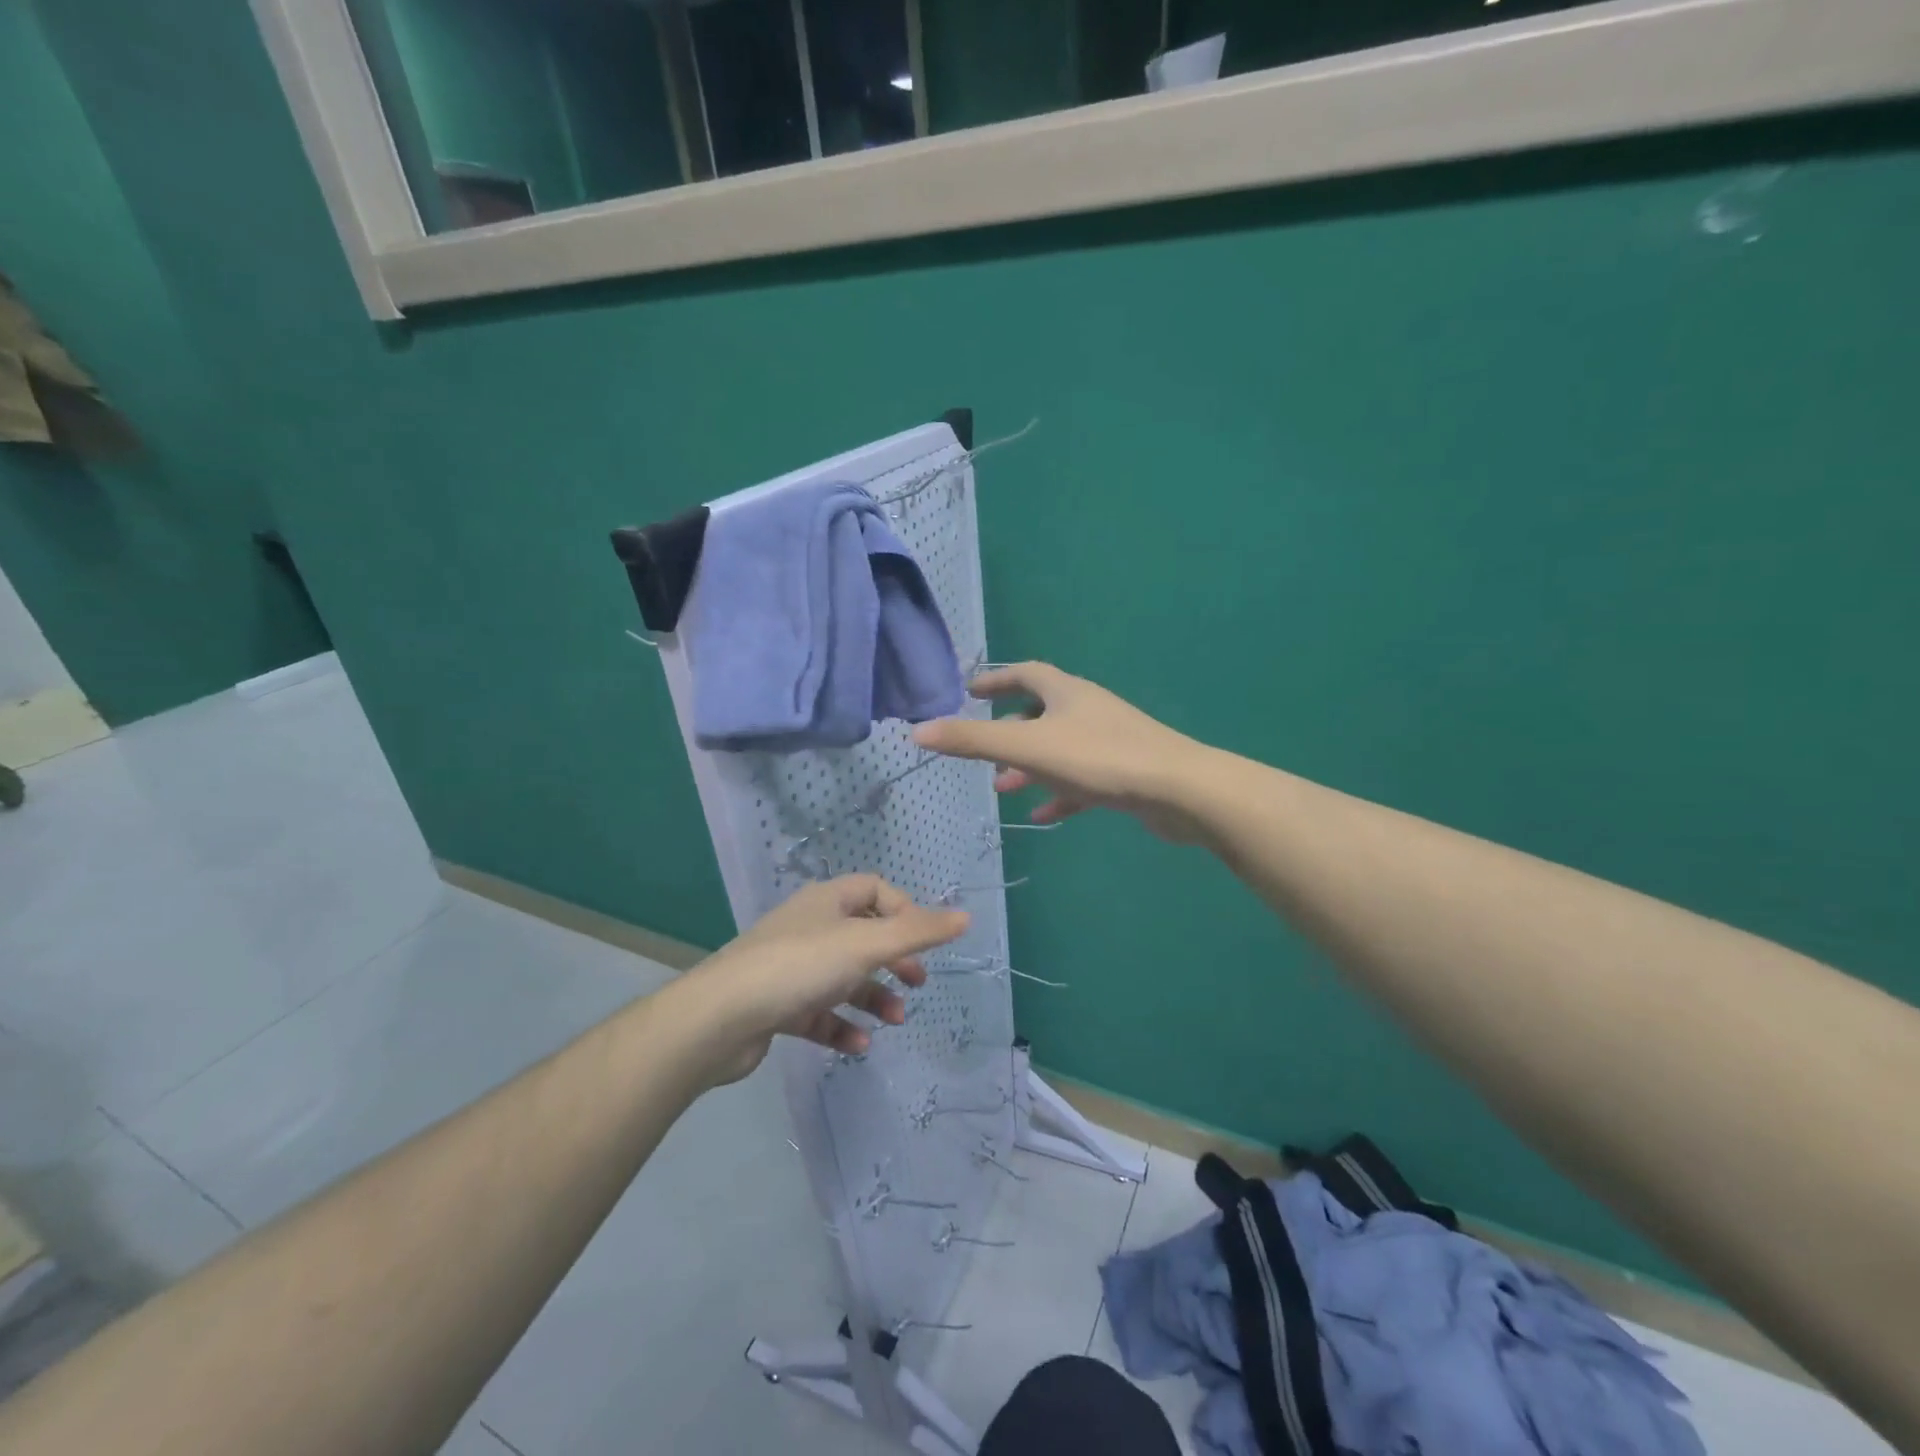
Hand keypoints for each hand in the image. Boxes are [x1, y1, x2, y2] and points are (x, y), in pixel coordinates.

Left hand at [682, 875, 967, 1082]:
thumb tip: (966, 916)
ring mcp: (791, 967)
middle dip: (895, 961)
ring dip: (873, 998)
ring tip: (893, 1022)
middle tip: (918, 985)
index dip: (905, 912)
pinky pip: (820, 1013)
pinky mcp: (778, 1005)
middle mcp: (809, 927)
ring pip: (844, 978)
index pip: (875, 890)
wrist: (721, 1018)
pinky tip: (857, 1045)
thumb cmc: (801, 966)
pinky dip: (842, 1026)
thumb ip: (918, 932)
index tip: (921, 943)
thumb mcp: (867, 944)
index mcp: (828, 901)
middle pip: (863, 936)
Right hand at [912, 662, 1210, 841]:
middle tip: (983, 752)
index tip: (970, 690)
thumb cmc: (1100, 759)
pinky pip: (1082, 780)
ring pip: (1059, 748)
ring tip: (1004, 787)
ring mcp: (1109, 741)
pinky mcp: (1124, 773)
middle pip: (1041, 712)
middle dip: (1008, 730)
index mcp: (1066, 692)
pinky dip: (1059, 793)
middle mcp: (1088, 709)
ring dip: (1030, 766)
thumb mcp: (1028, 747)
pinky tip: (1044, 816)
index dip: (995, 679)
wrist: (1178, 790)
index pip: (1025, 673)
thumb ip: (972, 739)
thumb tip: (917, 730)